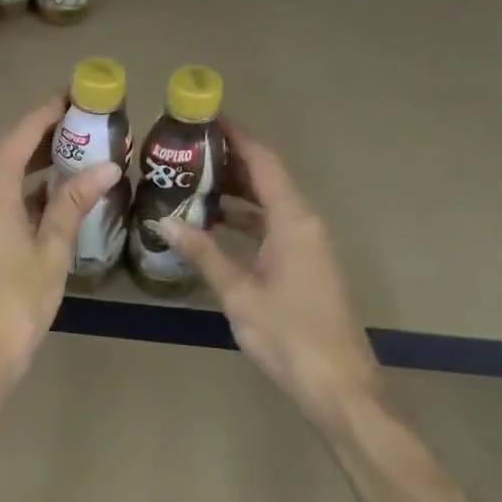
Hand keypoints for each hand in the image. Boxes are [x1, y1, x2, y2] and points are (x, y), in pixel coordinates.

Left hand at [0, 95, 123, 397]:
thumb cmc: (18, 299)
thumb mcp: (52, 248)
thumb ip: (75, 202)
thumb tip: (108, 165)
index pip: (22, 133)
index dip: (49, 111)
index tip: (77, 95)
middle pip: (5, 147)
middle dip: (41, 134)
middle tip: (82, 126)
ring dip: (28, 161)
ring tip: (71, 155)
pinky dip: (16, 186)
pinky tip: (46, 196)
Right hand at [161, 125, 379, 428]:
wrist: (337, 384)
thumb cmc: (288, 334)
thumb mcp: (239, 293)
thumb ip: (204, 253)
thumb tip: (164, 221)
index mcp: (293, 221)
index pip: (264, 162)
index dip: (237, 137)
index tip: (206, 118)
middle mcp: (303, 224)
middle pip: (267, 179)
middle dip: (230, 162)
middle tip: (186, 152)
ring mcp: (306, 246)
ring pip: (268, 205)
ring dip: (235, 193)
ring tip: (191, 183)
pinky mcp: (304, 265)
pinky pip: (271, 228)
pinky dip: (244, 221)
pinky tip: (213, 227)